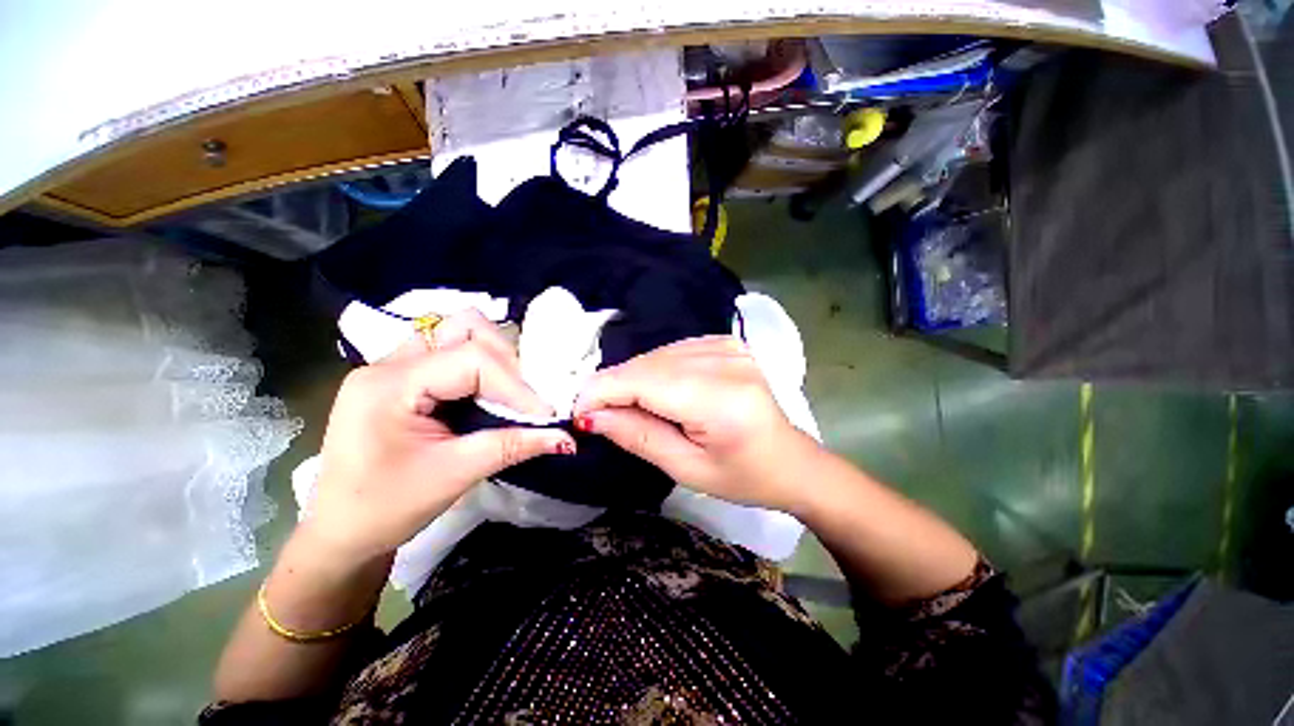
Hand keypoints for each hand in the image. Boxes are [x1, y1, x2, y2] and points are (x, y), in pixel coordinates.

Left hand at [307, 311, 574, 565]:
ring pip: (458, 332)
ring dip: (493, 356)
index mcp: (389, 384)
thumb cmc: (385, 507)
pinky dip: (481, 365)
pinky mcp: (405, 376)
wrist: (341, 531)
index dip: (516, 385)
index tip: (545, 415)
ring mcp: (395, 366)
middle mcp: (390, 362)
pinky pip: (452, 351)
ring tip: (509, 392)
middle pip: (464, 328)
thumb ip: (512, 447)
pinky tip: (490, 392)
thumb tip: (565, 437)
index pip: (472, 359)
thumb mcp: (454, 475)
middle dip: (506, 359)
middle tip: (524, 398)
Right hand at [573, 336, 816, 512]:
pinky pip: (674, 350)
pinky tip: (656, 391)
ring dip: (633, 378)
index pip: (644, 381)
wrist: (790, 460)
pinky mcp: (727, 343)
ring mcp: (729, 346)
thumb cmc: (742, 476)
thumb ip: (638, 436)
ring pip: (657, 354)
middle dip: (614, 386)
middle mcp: (726, 362)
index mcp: (720, 399)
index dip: (602, 391)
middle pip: (648, 364)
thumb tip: (591, 415)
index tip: (577, 411)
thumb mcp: (686, 469)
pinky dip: (655, 369)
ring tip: (626, 406)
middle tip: (597, 414)